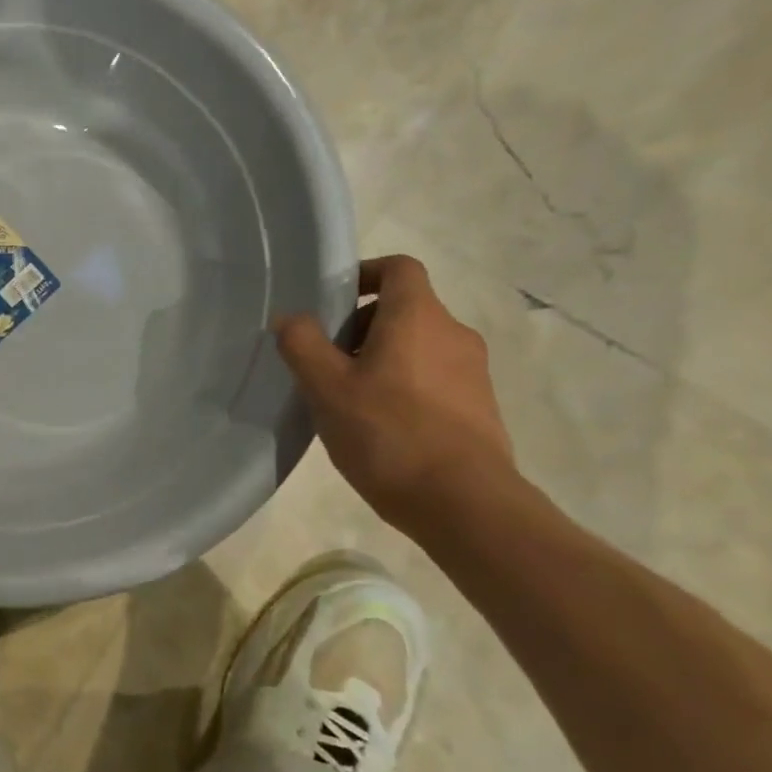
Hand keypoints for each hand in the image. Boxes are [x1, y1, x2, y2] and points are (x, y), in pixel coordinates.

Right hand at [273, 255, 515, 533]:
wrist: (465, 503)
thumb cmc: (388, 433)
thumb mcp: (326, 388)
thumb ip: (302, 344)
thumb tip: (291, 318)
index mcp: (418, 317)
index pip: (398, 268)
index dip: (365, 274)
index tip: (334, 301)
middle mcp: (453, 333)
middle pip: (405, 309)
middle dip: (362, 326)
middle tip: (328, 361)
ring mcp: (473, 372)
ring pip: (418, 345)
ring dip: (382, 358)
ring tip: (349, 398)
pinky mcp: (480, 407)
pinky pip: (434, 378)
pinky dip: (404, 385)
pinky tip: (380, 425)